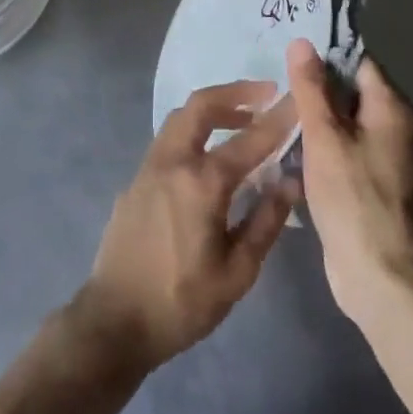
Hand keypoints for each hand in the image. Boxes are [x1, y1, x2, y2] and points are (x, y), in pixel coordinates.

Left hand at [77, 81, 300, 373]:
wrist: (114, 321)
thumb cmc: (181, 302)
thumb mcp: (236, 273)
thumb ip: (266, 222)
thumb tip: (290, 182)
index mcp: (202, 182)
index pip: (250, 139)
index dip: (278, 117)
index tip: (298, 97)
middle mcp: (173, 162)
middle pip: (202, 105)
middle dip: (236, 92)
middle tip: (266, 94)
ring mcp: (148, 168)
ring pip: (181, 118)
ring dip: (213, 110)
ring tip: (242, 121)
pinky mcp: (135, 181)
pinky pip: (169, 140)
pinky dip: (194, 131)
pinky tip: (209, 156)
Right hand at [287, 37, 412, 326]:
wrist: (380, 275)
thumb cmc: (353, 197)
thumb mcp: (325, 136)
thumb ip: (311, 88)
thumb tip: (302, 42)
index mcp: (393, 108)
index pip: (358, 62)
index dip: (324, 56)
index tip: (287, 57)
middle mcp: (397, 126)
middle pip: (351, 91)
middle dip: (315, 88)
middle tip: (274, 84)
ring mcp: (387, 156)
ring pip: (346, 122)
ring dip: (316, 119)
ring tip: (276, 113)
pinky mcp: (373, 182)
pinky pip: (345, 148)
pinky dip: (323, 145)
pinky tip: (291, 148)